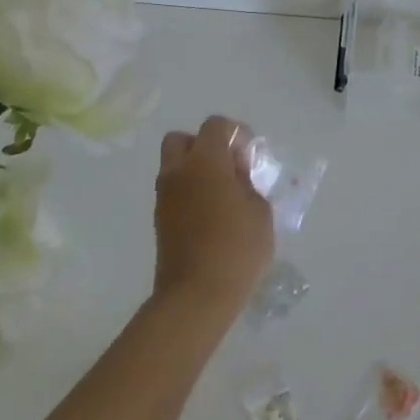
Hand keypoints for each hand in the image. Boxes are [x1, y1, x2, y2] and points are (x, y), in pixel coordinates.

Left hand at [152, 116, 274, 326]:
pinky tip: (211, 215)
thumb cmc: (237, 248)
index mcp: (204, 161)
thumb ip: (248, 183)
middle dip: (205, 146)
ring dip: (196, 170)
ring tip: (223, 195)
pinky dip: (190, 192)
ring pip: (175, 166)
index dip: (236, 133)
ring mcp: (164, 196)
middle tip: (229, 168)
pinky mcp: (160, 218)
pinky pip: (174, 191)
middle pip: (183, 139)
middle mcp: (178, 171)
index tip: (250, 156)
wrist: (197, 294)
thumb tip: (236, 174)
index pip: (215, 126)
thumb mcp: (259, 211)